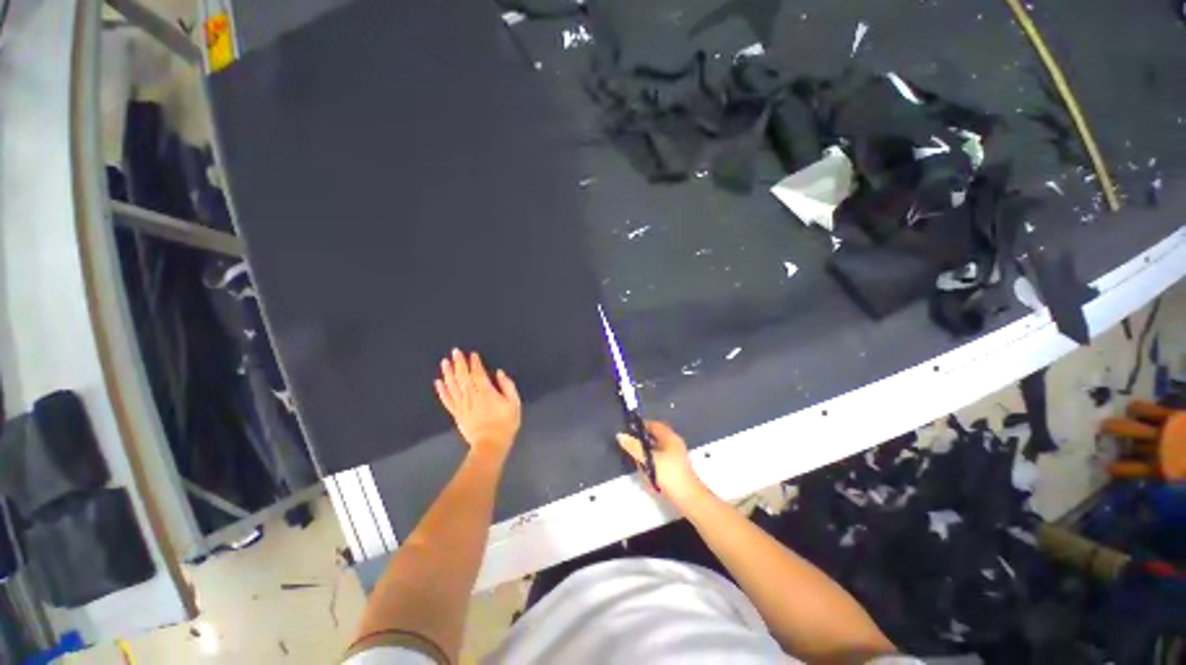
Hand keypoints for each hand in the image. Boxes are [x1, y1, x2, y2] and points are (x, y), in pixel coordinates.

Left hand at [435, 349, 520, 459]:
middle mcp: (471, 395)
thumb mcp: (514, 403)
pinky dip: (442, 391)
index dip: (474, 363)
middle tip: (454, 351)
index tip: (472, 353)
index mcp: (486, 392)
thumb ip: (507, 386)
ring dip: (448, 373)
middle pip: (463, 376)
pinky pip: (447, 400)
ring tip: (445, 362)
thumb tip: (499, 373)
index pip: (478, 373)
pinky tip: (438, 382)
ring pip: (453, 386)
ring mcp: (462, 405)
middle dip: (459, 363)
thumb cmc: (506, 423)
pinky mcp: (457, 414)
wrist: (490, 444)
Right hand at [617, 421, 709, 511]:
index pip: (654, 425)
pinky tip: (645, 469)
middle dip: (643, 440)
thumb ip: (634, 447)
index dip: (641, 425)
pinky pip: (660, 459)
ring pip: (657, 449)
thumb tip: (620, 435)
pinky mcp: (675, 468)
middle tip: (630, 443)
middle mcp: (674, 444)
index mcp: (670, 437)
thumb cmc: (669, 474)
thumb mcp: (648, 459)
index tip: (629, 429)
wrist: (688, 498)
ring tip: (635, 458)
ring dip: (646, 452)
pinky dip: (651, 461)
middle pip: (655, 437)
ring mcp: (676, 456)